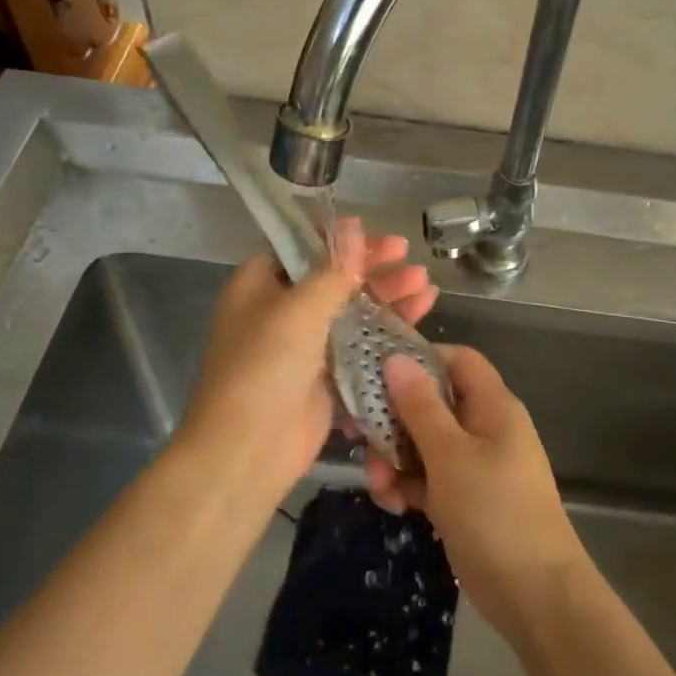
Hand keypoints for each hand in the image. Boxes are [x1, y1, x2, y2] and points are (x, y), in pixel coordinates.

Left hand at [178, 217, 437, 507]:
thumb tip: (353, 226)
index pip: (300, 249)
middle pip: (333, 279)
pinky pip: (362, 344)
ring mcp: (306, 346)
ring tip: (425, 285)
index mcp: (259, 287)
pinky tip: (420, 315)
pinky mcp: (328, 376)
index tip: (374, 232)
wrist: (249, 449)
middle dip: (373, 268)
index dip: (337, 239)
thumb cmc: (264, 368)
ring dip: (387, 297)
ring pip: (353, 311)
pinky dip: (388, 330)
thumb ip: (332, 271)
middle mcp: (281, 312)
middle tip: (409, 257)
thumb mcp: (297, 311)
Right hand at [365, 345, 591, 643]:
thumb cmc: (494, 512)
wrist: (534, 594)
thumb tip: (397, 358)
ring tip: (382, 488)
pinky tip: (396, 506)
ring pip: (424, 443)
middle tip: (360, 439)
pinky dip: (409, 486)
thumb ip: (420, 406)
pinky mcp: (465, 498)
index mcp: (492, 406)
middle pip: (431, 403)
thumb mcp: (450, 455)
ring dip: (395, 460)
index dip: (419, 359)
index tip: (376, 373)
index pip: (457, 360)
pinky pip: (429, 478)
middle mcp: (485, 428)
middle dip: (393, 421)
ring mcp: (475, 465)